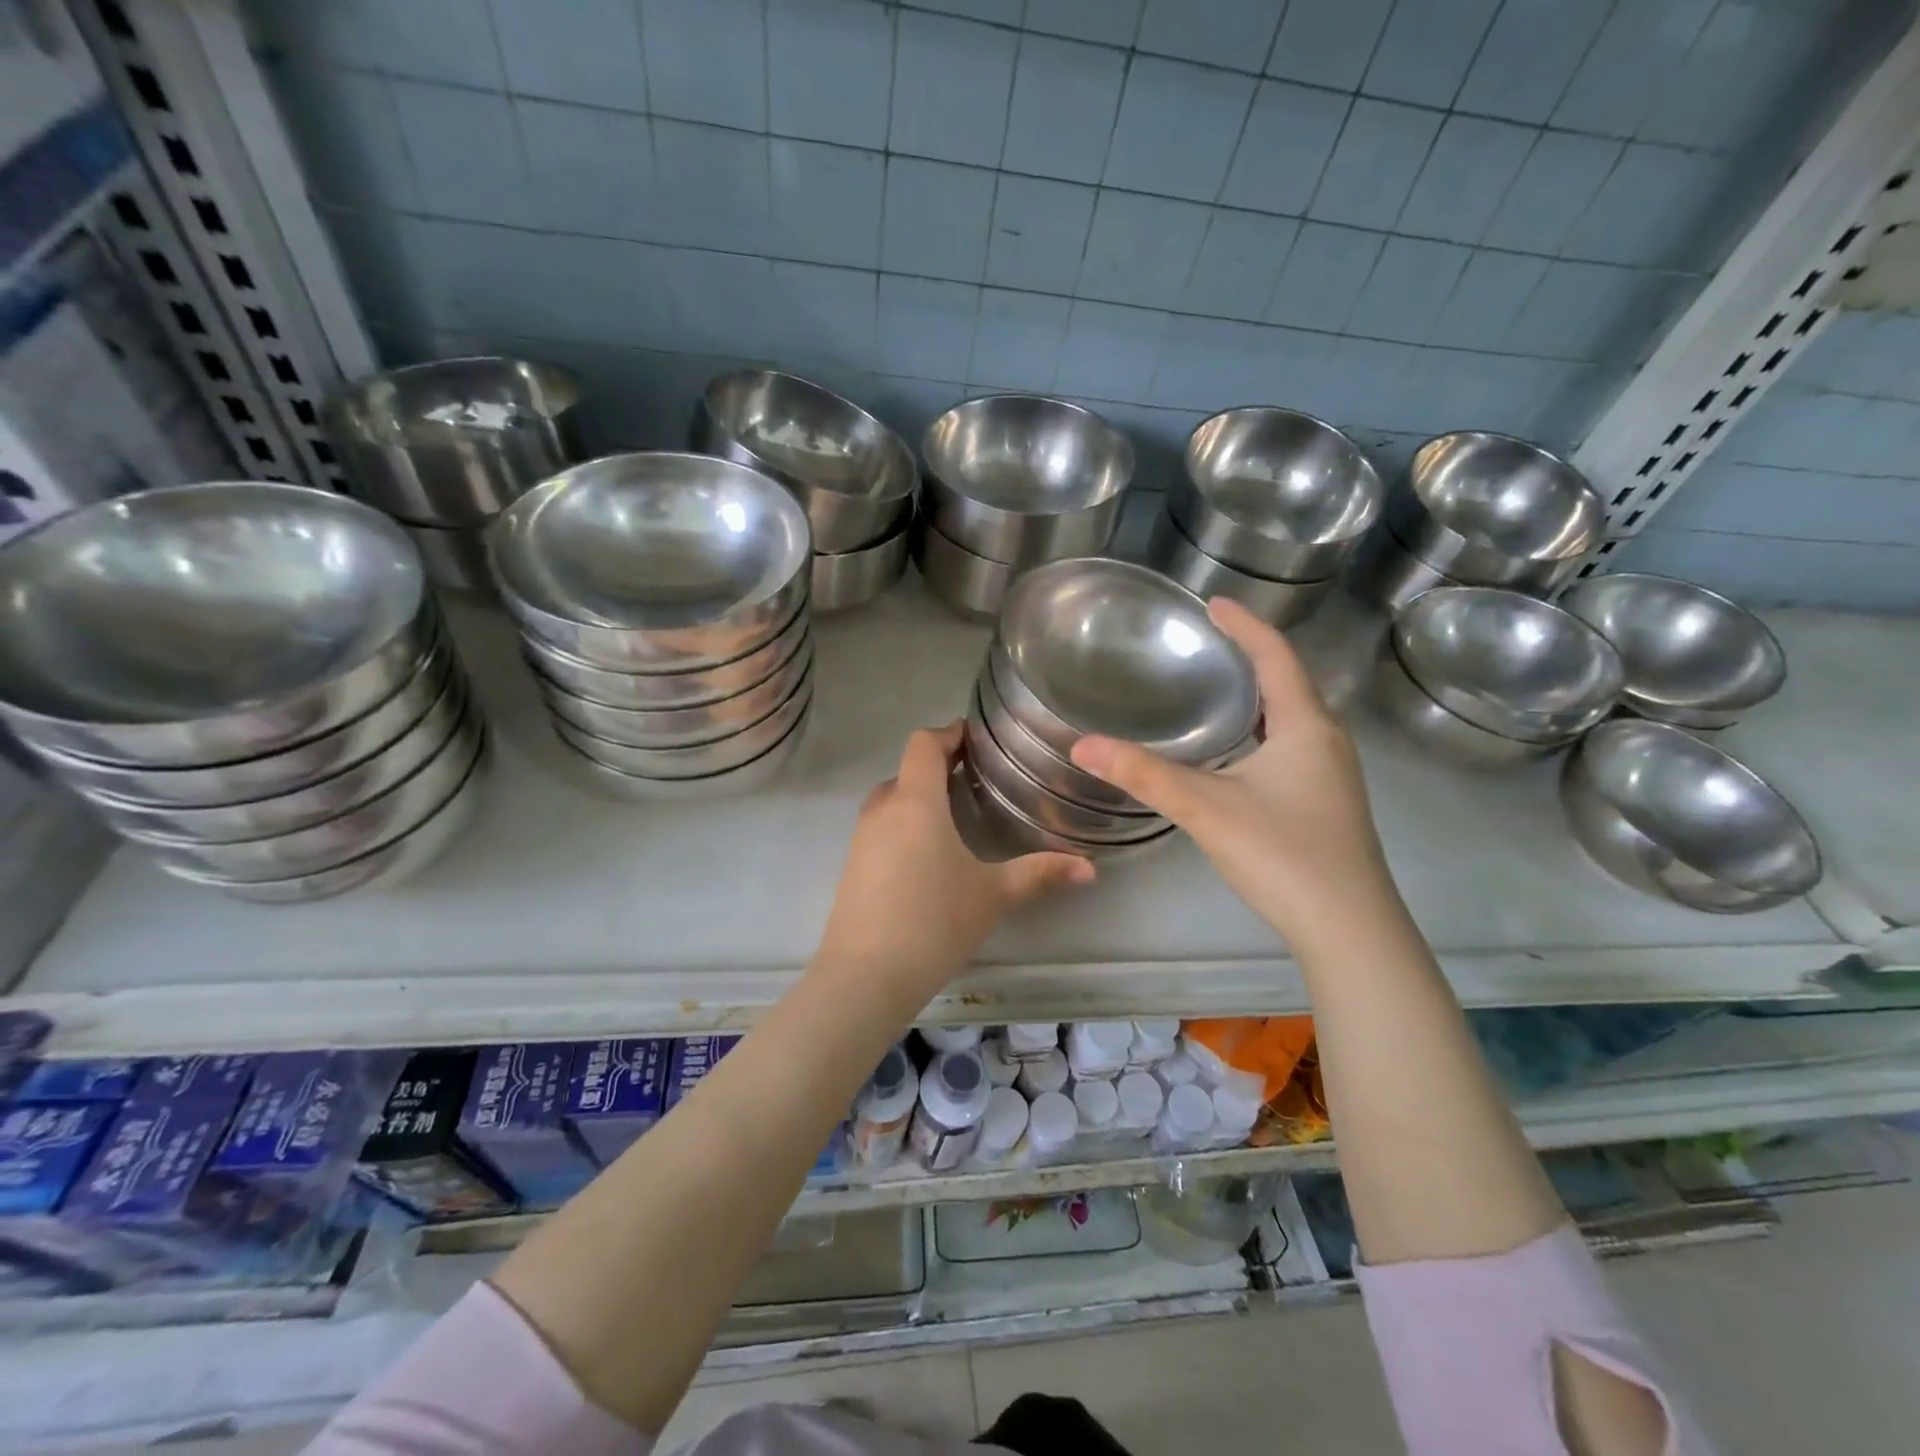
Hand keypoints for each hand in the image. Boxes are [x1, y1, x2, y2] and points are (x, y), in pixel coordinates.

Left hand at [814, 723, 1094, 998]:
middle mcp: (883, 810)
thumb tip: (1090, 868)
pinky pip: (881, 826)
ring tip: (957, 813)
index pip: (923, 744)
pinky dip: (905, 822)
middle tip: (976, 778)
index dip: (949, 734)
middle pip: (908, 770)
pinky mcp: (853, 865)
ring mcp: (862, 838)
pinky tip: (929, 854)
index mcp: (916, 802)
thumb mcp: (993, 896)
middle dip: (939, 766)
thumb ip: (1040, 874)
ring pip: (892, 799)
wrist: (864, 977)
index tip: (976, 739)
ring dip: (920, 795)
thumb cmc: (934, 923)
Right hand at [1071, 598, 1400, 953]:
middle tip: (1208, 643)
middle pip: (1290, 682)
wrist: (1349, 930)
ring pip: (1293, 718)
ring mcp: (1333, 775)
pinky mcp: (1327, 803)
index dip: (1245, 625)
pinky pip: (1293, 746)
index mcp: (1306, 726)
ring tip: (1217, 688)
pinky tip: (1236, 754)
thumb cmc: (1282, 854)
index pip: (1276, 656)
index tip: (1213, 603)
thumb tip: (1082, 744)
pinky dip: (1264, 731)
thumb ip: (1143, 775)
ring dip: (1259, 696)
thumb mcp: (1205, 808)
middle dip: (1252, 655)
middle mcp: (1327, 741)